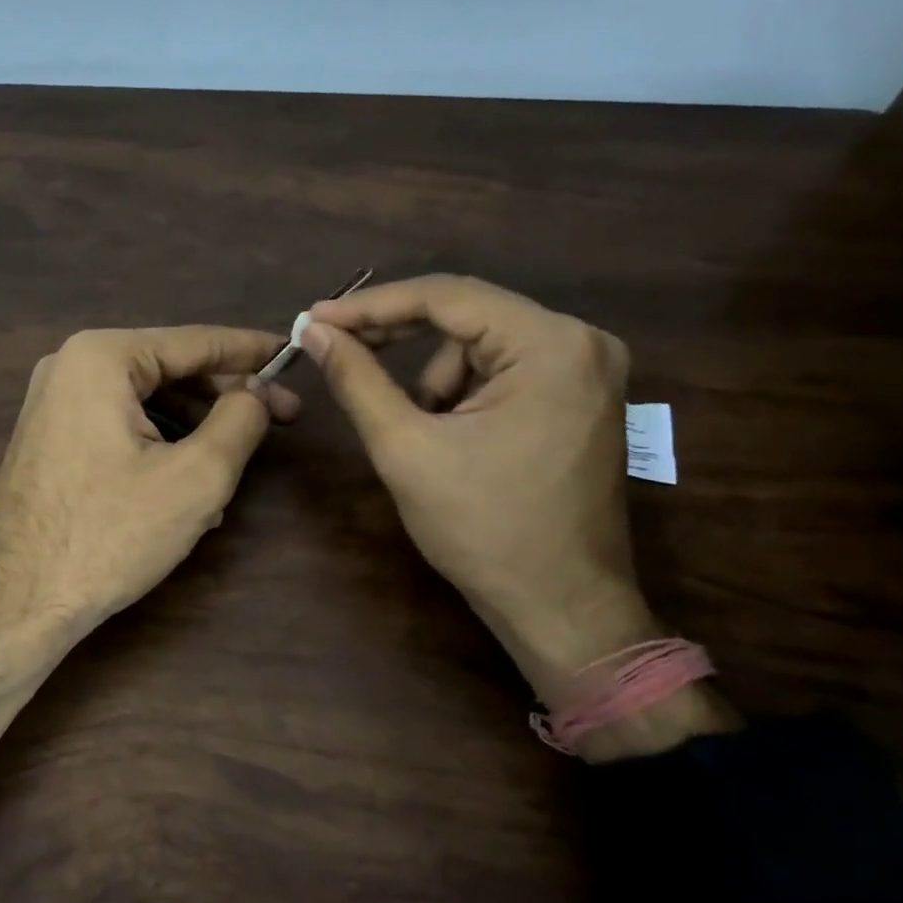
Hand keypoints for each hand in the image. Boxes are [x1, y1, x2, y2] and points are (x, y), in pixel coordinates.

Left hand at [0, 326, 298, 651]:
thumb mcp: (197, 477)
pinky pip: (118, 425)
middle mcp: (70, 366)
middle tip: (281, 419)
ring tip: (233, 469)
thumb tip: (255, 392)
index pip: (194, 341)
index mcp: (101, 357)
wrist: (16, 601)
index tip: (292, 355)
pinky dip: (158, 445)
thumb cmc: (109, 535)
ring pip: (146, 401)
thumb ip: (240, 419)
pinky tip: (185, 487)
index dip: (251, 350)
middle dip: (225, 396)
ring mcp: (53, 403)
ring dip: (194, 428)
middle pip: (168, 369)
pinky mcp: (50, 438)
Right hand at [302, 276, 654, 702]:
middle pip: (466, 316)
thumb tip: (314, 330)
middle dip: (398, 338)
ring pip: (479, 346)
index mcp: (550, 344)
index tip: (315, 318)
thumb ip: (356, 378)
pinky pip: (503, 370)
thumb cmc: (483, 528)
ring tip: (419, 434)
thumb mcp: (405, 447)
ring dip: (434, 379)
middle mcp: (581, 341)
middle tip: (336, 349)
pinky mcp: (580, 397)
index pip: (446, 297)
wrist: (558, 606)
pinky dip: (462, 393)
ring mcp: (588, 369)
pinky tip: (450, 438)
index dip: (371, 305)